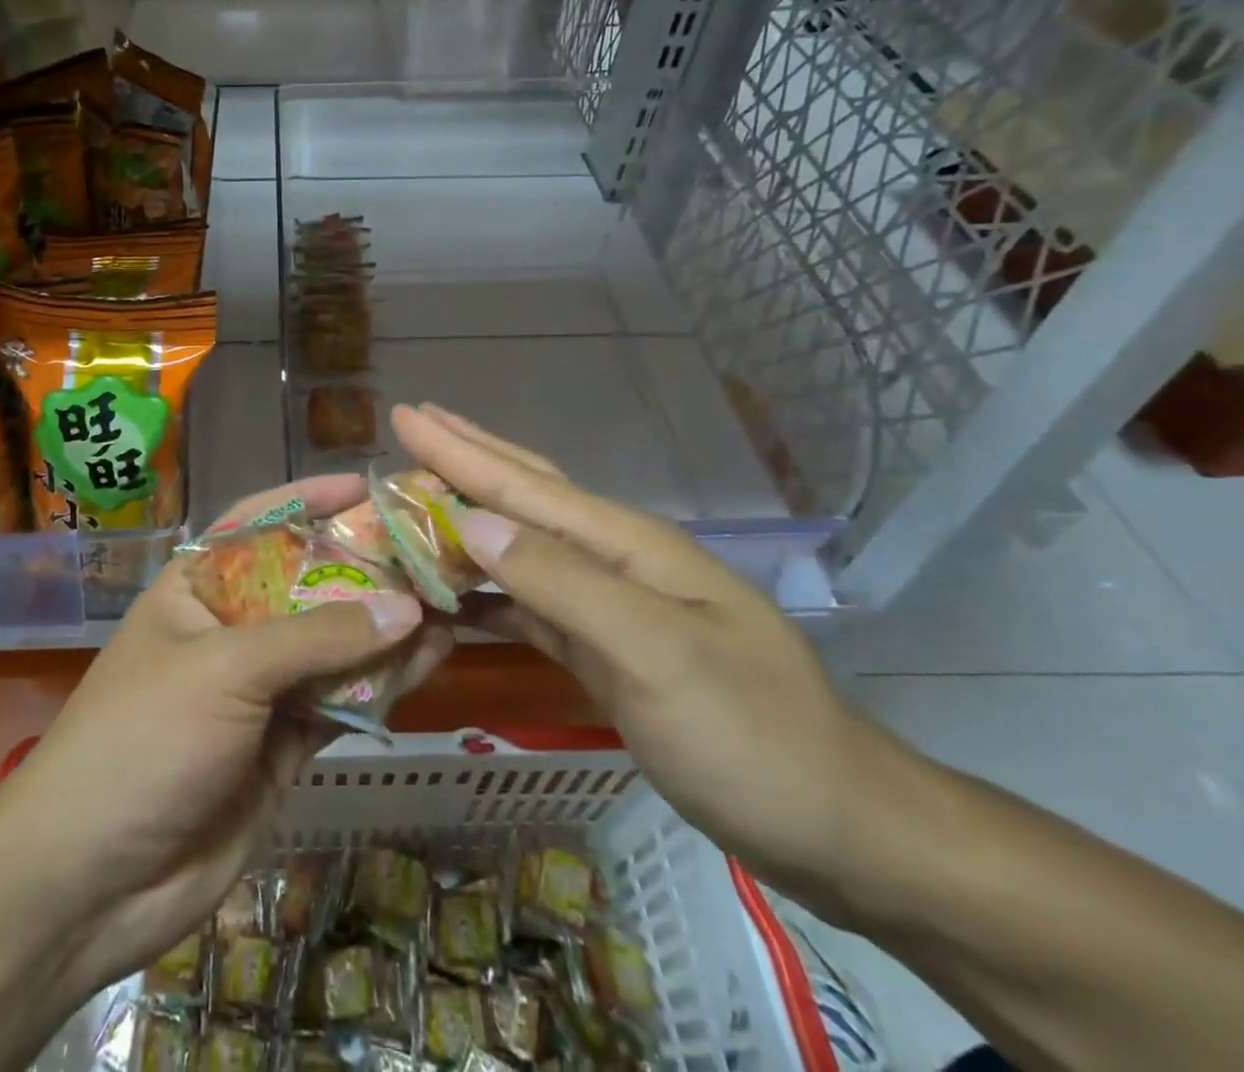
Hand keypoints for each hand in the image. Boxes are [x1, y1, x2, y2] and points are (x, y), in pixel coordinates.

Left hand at [0, 475, 452, 1005]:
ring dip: (387, 624)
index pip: (256, 524)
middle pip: (307, 583)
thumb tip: (406, 606)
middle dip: (365, 565)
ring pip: (335, 644)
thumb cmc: (145, 739)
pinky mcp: (284, 744)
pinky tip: (433, 657)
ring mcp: (260, 689)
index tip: (365, 486)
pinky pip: (343, 700)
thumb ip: (318, 637)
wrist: (91, 883)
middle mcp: (231, 629)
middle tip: (432, 546)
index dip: (308, 499)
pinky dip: (386, 681)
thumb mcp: (226, 669)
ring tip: (451, 598)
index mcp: (197, 588)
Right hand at [393, 403, 891, 906]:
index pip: (524, 484)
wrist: (837, 828)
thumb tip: (474, 523)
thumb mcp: (657, 653)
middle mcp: (614, 562)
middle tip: (412, 426)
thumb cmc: (751, 735)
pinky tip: (452, 593)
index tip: (405, 415)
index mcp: (627, 545)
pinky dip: (484, 593)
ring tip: (414, 501)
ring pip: (519, 549)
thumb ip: (563, 582)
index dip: (461, 450)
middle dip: (466, 459)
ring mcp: (610, 608)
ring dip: (465, 522)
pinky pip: (528, 606)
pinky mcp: (604, 654)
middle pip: (525, 496)